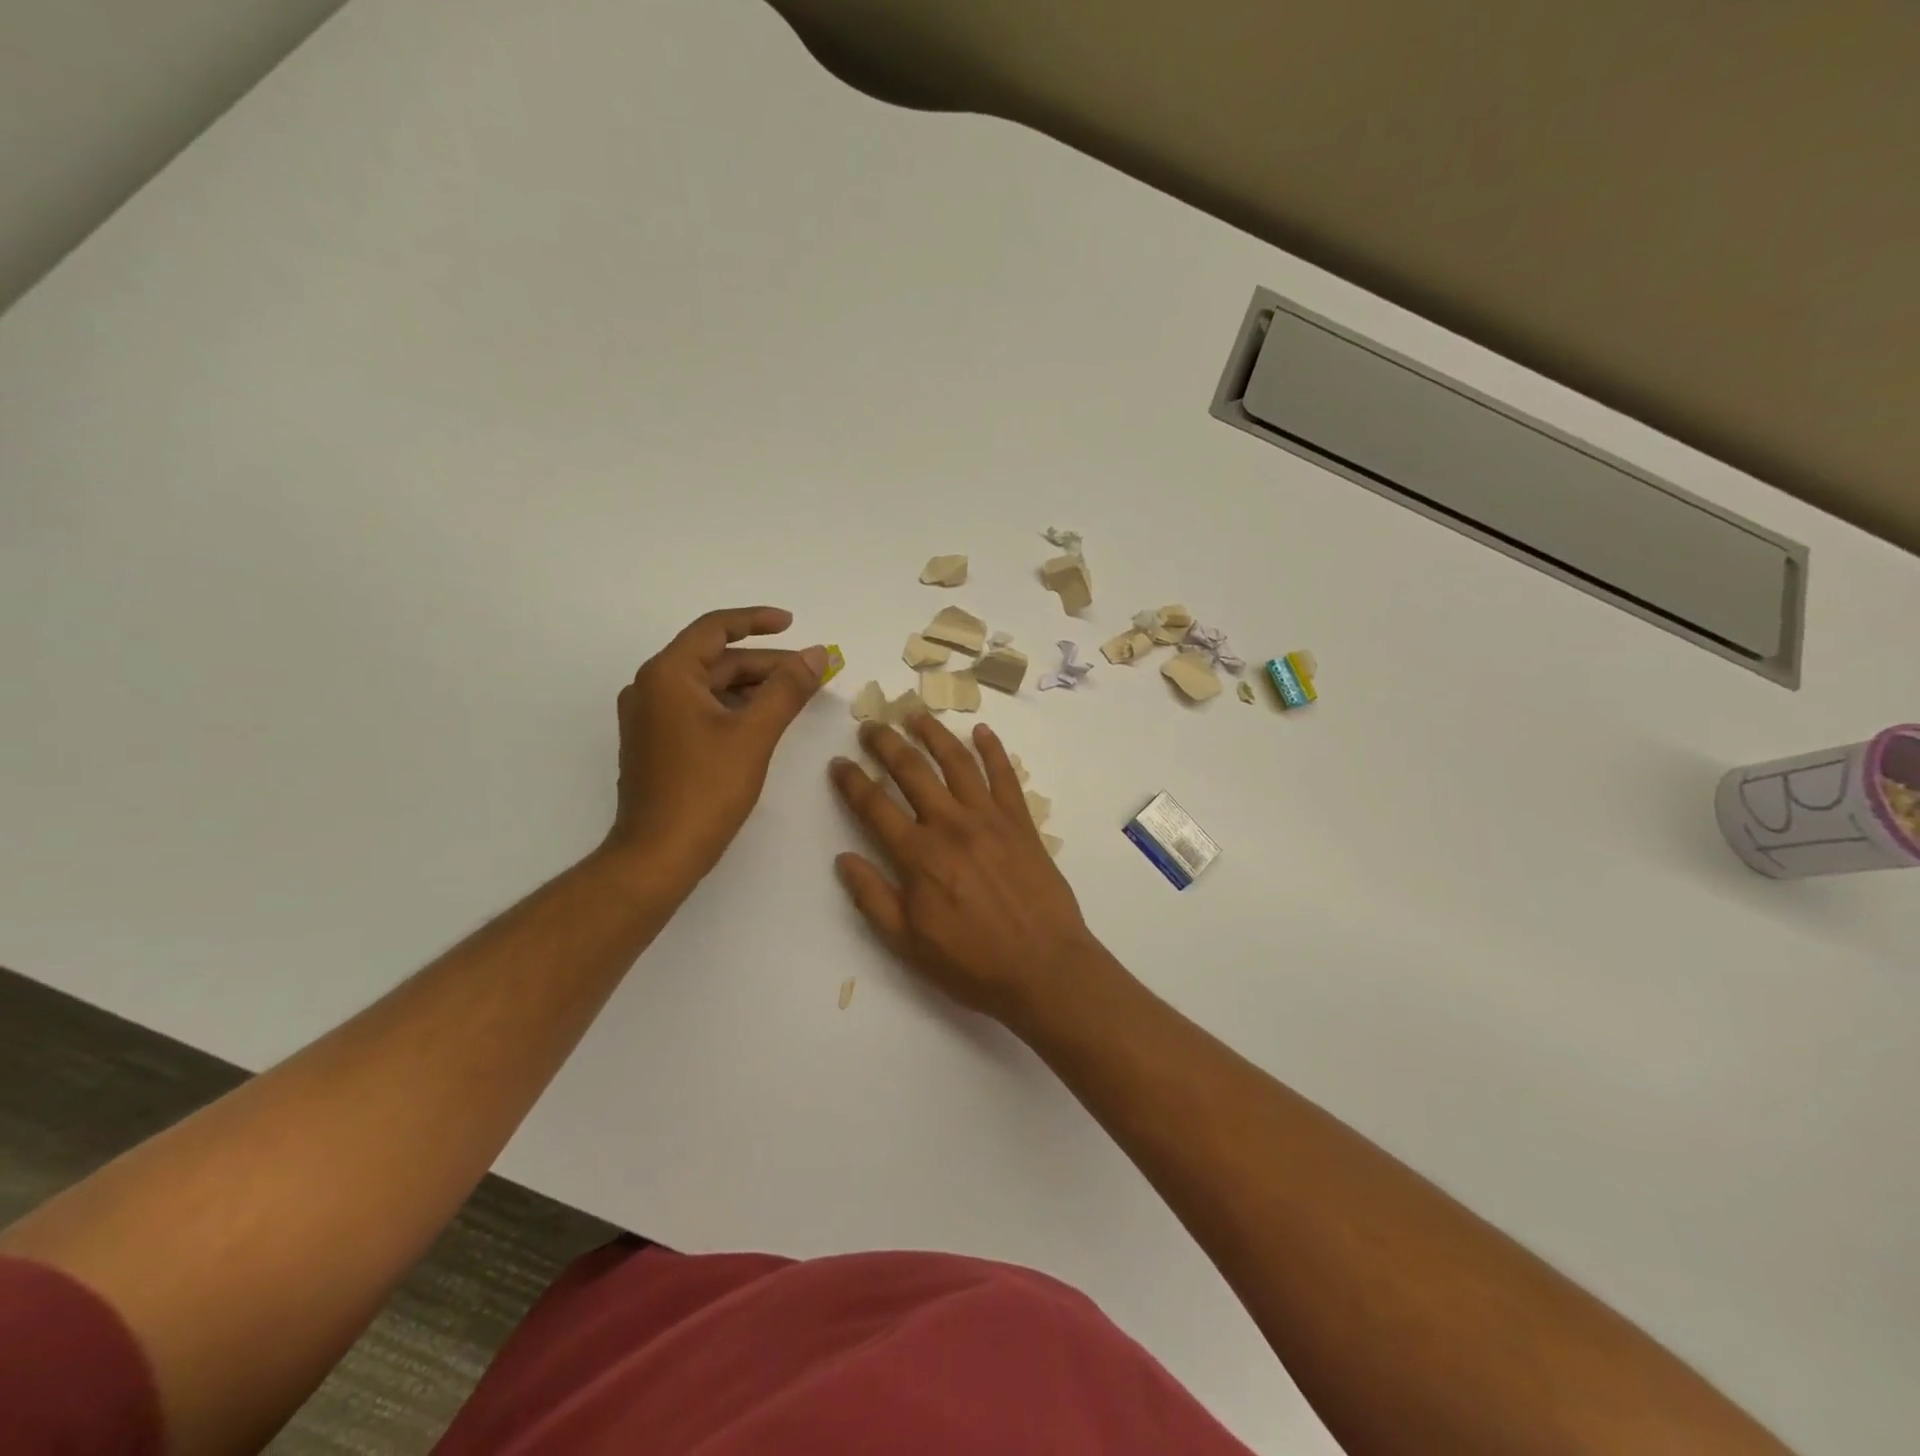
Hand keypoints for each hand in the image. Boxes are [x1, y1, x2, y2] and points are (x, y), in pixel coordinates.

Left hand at [608, 607, 827, 882]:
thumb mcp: (754, 734)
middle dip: (765, 663)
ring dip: (752, 687)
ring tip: (795, 694)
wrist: (658, 854)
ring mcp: (650, 717)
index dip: (757, 621)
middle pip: (715, 660)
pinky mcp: (657, 743)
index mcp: (668, 675)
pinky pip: (699, 709)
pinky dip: (733, 708)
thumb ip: (787, 689)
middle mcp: (652, 687)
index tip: (792, 624)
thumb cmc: (705, 790)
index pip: (715, 629)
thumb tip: (817, 655)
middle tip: (810, 671)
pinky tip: (764, 720)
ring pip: (709, 687)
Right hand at [830, 713, 1104, 1026]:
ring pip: (957, 762)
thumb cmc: (972, 963)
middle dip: (886, 744)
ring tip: (916, 715)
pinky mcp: (1021, 822)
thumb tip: (844, 858)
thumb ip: (872, 898)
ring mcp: (990, 819)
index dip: (852, 781)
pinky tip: (982, 731)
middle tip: (871, 726)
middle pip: (912, 771)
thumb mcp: (907, 943)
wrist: (1044, 968)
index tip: (838, 763)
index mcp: (918, 855)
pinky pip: (1005, 776)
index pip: (874, 805)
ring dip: (934, 734)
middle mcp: (951, 825)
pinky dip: (993, 750)